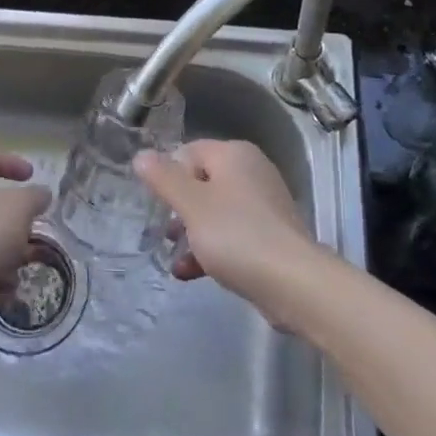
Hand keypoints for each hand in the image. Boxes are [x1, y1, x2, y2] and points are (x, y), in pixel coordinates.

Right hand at [135, 140, 319, 316]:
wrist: (294, 283)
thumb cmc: (236, 234)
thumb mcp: (191, 204)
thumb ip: (164, 178)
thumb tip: (141, 155)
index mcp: (234, 154)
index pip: (189, 151)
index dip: (168, 174)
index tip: (155, 202)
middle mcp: (252, 171)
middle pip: (202, 182)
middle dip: (178, 208)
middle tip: (163, 232)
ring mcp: (264, 205)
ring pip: (215, 211)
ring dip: (191, 232)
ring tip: (172, 255)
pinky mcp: (270, 236)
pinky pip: (232, 234)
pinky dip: (211, 249)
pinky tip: (190, 273)